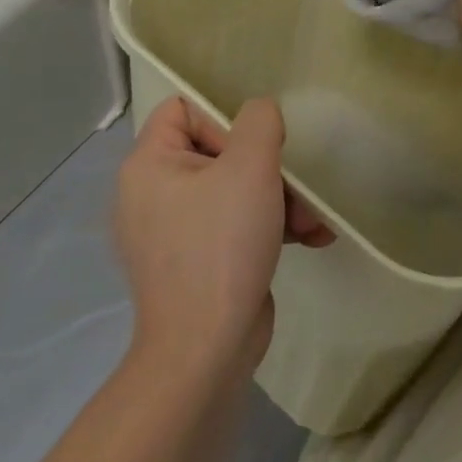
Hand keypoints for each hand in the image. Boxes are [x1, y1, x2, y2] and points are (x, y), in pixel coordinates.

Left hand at [113, 97, 332, 376]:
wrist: (206, 352)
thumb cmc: (222, 244)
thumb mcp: (250, 165)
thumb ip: (259, 121)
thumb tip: (260, 116)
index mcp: (149, 166)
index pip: (182, 108)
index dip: (222, 117)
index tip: (250, 148)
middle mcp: (152, 194)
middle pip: (217, 149)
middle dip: (266, 166)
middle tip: (292, 186)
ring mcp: (173, 232)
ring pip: (233, 188)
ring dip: (279, 198)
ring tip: (312, 220)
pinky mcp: (196, 262)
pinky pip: (234, 223)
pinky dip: (269, 226)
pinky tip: (309, 237)